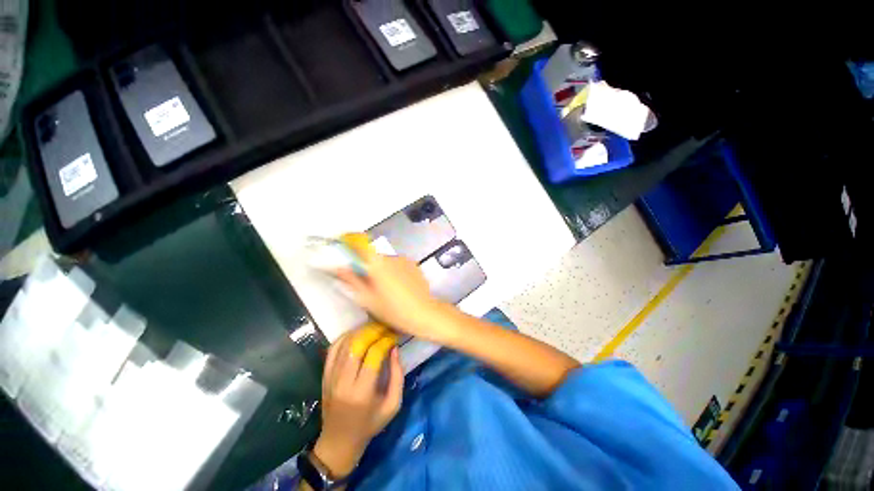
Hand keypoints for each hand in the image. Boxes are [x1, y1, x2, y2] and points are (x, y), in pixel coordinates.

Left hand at [313, 327, 403, 477]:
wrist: (339, 441)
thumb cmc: (370, 424)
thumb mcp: (393, 405)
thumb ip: (398, 376)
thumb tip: (395, 349)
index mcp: (362, 392)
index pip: (374, 355)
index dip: (386, 341)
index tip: (394, 337)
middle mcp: (344, 382)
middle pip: (357, 345)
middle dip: (373, 331)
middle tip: (385, 327)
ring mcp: (331, 378)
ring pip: (344, 344)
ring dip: (361, 331)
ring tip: (374, 328)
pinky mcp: (324, 375)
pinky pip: (333, 349)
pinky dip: (345, 337)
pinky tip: (357, 334)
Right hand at [335, 254, 453, 342]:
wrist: (424, 313)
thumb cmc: (393, 310)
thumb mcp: (368, 299)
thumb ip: (351, 281)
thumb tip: (337, 267)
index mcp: (377, 263)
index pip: (359, 247)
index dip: (351, 249)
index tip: (346, 258)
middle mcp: (391, 256)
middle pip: (373, 256)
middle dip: (368, 266)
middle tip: (368, 285)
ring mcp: (404, 259)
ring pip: (386, 261)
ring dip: (382, 269)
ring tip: (387, 288)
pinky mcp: (414, 264)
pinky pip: (398, 264)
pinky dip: (395, 271)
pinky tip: (400, 286)